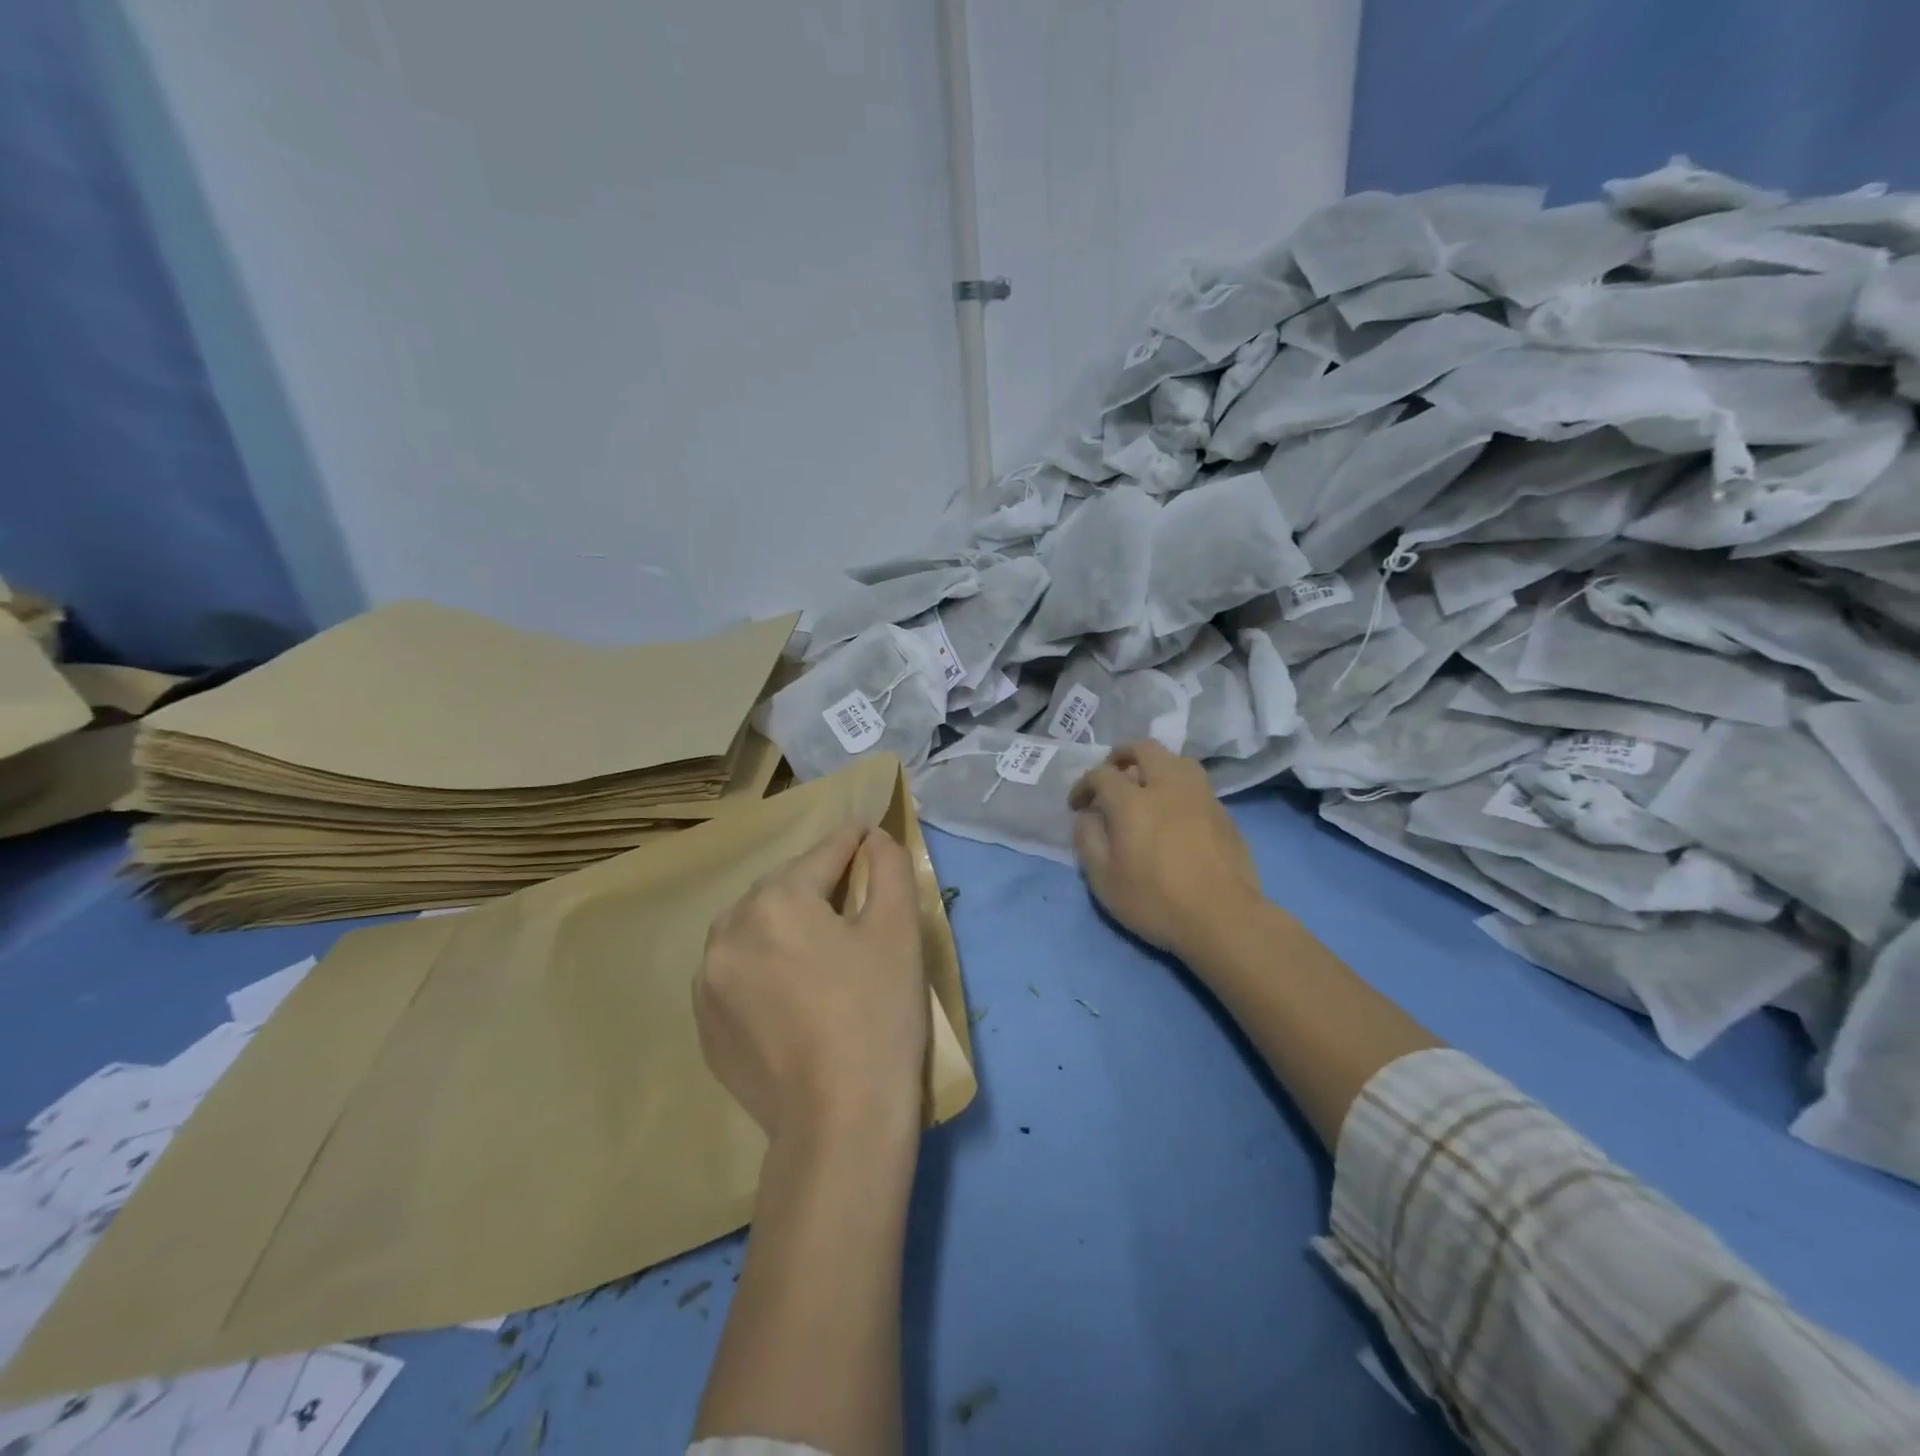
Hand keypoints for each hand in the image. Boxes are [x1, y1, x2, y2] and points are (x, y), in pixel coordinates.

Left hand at [696, 824, 928, 1147]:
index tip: (867, 832)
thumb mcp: (897, 929)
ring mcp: (707, 981)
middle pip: (782, 888)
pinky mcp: (705, 1024)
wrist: (839, 1125)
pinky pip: (736, 970)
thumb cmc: (876, 1015)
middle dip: (816, 882)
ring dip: (784, 920)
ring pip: (753, 928)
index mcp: (775, 901)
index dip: (852, 842)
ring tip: (819, 940)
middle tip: (852, 890)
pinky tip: (792, 986)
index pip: (821, 855)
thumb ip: (887, 866)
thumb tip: (872, 839)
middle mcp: (728, 931)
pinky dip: (764, 962)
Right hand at [1069, 740, 1265, 962]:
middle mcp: (1167, 786)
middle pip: (1144, 749)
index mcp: (1133, 801)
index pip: (1101, 775)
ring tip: (1146, 788)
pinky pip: (1195, 783)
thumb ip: (1088, 841)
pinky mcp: (1223, 812)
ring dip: (1155, 765)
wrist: (1223, 919)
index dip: (1083, 785)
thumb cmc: (1156, 901)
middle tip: (1112, 776)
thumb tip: (1087, 817)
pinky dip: (1177, 786)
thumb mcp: (1104, 880)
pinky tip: (1173, 811)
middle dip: (1121, 755)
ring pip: (1176, 760)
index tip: (1077, 806)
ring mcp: (1200, 796)